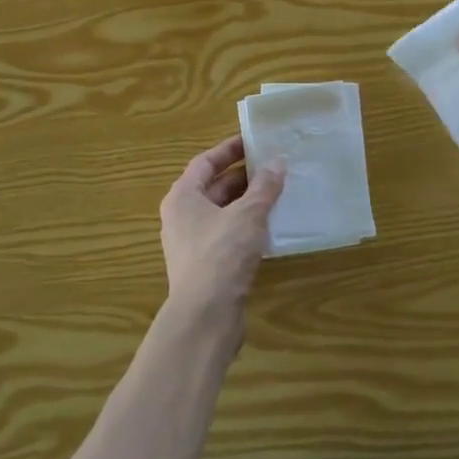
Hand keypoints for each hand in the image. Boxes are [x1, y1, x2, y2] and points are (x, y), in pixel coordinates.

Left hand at [159, 136, 284, 326]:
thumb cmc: (221, 255)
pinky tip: (270, 228)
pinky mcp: (205, 267)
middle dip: (242, 177)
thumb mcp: (247, 215)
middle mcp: (181, 217)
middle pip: (213, 188)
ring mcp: (191, 244)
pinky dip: (246, 227)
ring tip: (277, 193)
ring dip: (247, 203)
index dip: (229, 150)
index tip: (253, 141)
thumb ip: (263, 188)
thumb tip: (277, 163)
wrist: (205, 316)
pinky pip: (226, 236)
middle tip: (273, 167)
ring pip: (221, 213)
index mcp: (183, 197)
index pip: (204, 163)